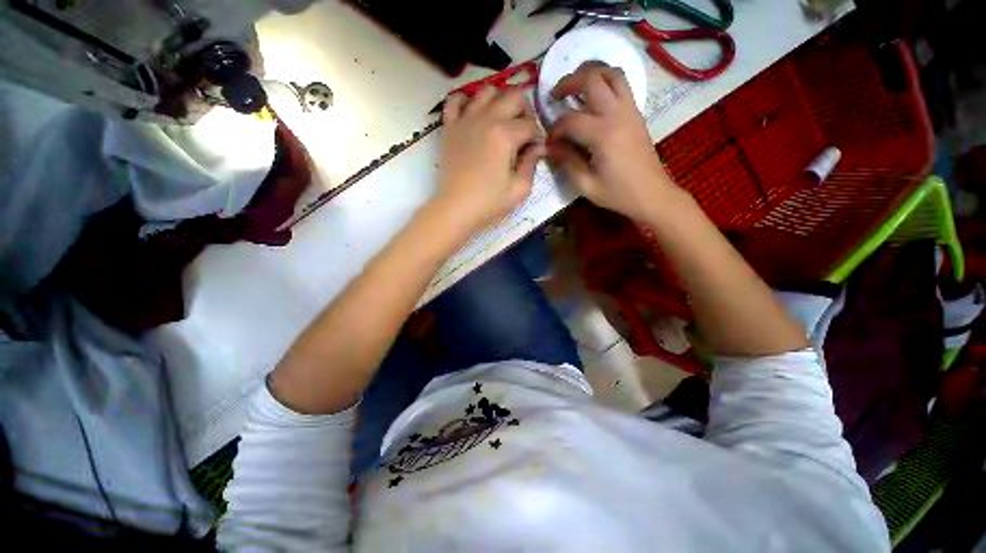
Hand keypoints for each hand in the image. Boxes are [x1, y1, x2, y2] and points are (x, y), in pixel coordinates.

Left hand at [431, 87, 545, 233]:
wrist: (455, 209)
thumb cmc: (489, 202)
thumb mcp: (519, 189)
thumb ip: (532, 164)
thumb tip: (538, 147)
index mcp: (506, 135)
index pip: (531, 126)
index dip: (539, 138)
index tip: (537, 151)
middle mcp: (486, 118)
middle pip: (514, 96)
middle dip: (525, 112)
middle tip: (523, 133)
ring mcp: (465, 120)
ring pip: (487, 90)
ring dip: (500, 101)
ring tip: (501, 122)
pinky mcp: (449, 127)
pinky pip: (455, 99)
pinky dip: (466, 101)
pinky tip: (473, 115)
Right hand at [547, 63, 680, 222]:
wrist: (652, 194)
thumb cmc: (618, 194)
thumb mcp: (586, 185)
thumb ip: (567, 162)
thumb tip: (552, 147)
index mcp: (603, 135)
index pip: (570, 120)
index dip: (554, 129)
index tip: (549, 143)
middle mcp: (618, 114)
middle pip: (592, 79)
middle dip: (569, 82)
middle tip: (555, 95)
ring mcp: (630, 110)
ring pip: (611, 73)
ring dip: (590, 74)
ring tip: (575, 87)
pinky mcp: (636, 113)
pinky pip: (622, 84)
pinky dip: (605, 82)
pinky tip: (594, 97)